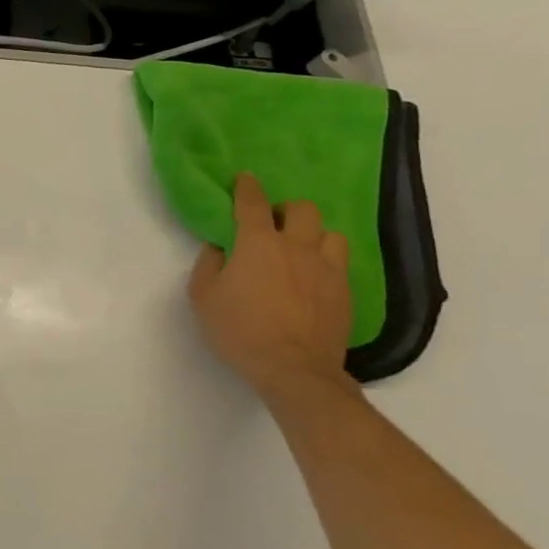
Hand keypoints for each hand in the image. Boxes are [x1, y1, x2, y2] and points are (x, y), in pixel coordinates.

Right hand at [188, 173, 357, 410]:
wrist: (294, 369)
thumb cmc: (240, 330)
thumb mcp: (203, 297)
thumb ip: (208, 266)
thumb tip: (219, 249)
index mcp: (259, 243)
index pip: (253, 203)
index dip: (247, 187)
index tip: (244, 179)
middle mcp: (297, 247)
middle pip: (302, 209)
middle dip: (286, 210)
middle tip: (273, 224)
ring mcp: (327, 269)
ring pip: (330, 233)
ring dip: (313, 235)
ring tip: (301, 250)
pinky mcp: (345, 292)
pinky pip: (340, 263)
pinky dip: (326, 262)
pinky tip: (314, 277)